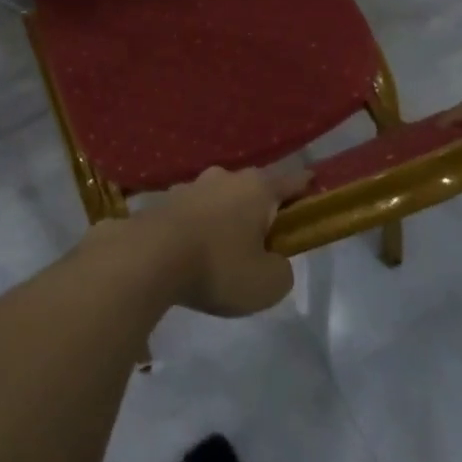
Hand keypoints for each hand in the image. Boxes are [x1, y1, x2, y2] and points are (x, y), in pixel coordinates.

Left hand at [129, 165, 307, 316]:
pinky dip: (197, 228)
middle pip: (252, 188)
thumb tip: (272, 261)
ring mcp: (190, 187)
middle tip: (264, 237)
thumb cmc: (219, 267)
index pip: (291, 181)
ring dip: (225, 217)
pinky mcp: (163, 202)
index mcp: (257, 188)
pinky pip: (191, 214)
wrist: (147, 259)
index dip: (306, 186)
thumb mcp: (268, 284)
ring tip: (224, 249)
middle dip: (260, 207)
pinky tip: (192, 251)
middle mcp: (224, 178)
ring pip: (219, 199)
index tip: (314, 185)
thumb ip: (281, 270)